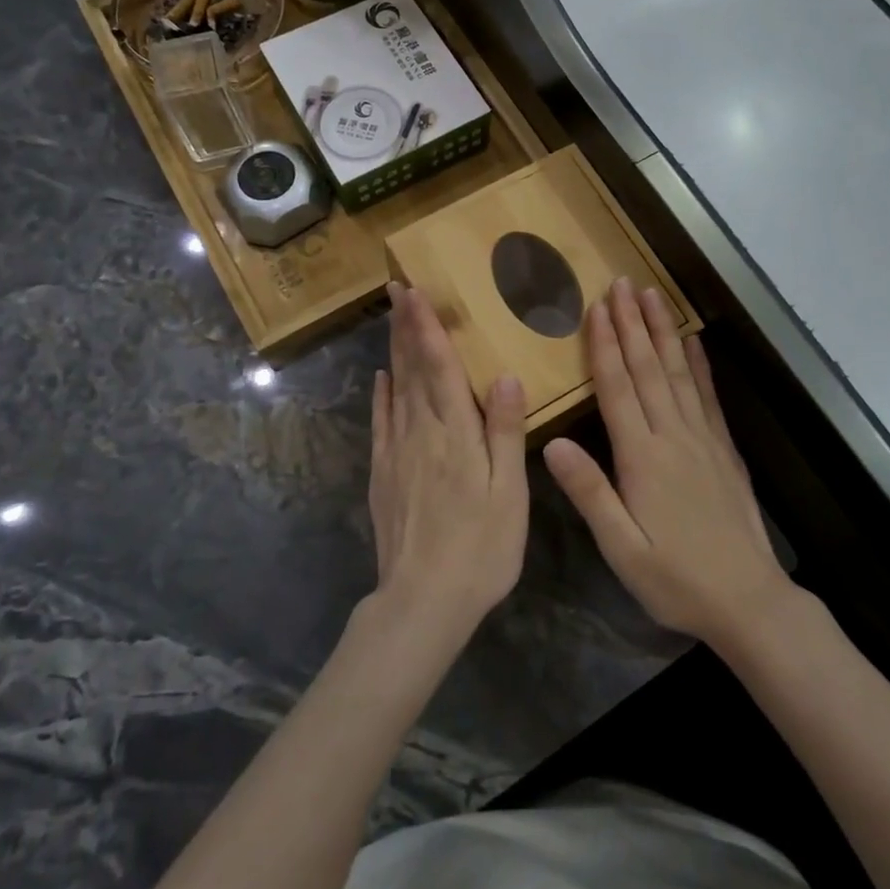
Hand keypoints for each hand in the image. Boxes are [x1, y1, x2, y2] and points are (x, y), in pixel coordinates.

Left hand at [368, 282, 529, 637]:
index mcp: (456, 433)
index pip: (439, 366)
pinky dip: (381, 395)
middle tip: (395, 288)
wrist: (422, 600)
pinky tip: (381, 378)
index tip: (414, 291)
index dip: (426, 326)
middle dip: (406, 326)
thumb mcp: (508, 493)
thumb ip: (506, 432)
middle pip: (412, 369)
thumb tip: (506, 376)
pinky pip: (380, 422)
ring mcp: (396, 452)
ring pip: (395, 389)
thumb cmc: (481, 547)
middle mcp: (421, 432)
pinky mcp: (382, 473)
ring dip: (394, 350)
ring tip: (392, 319)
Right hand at [544, 278, 786, 645]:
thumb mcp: (621, 548)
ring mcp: (703, 439)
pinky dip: (699, 364)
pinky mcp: (724, 448)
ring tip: (653, 295)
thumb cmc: (676, 579)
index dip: (605, 344)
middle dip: (632, 322)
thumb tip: (551, 443)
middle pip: (647, 368)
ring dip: (662, 331)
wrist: (748, 600)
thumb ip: (589, 492)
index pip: (618, 387)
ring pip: (678, 372)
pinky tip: (692, 341)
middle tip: (622, 282)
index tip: (596, 306)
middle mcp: (673, 436)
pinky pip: (708, 396)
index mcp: (642, 457)